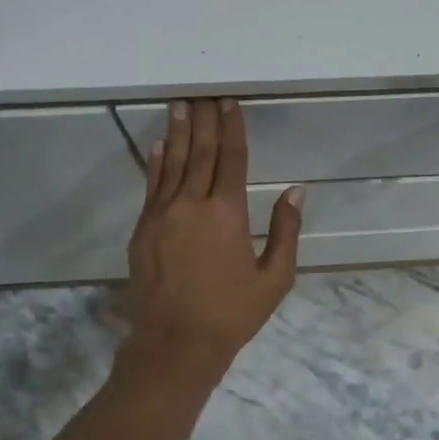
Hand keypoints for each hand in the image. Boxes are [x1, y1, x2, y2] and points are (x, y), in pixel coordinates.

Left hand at [126, 99, 303, 375]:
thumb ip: (285, 231)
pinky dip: (157, 163)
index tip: (230, 103)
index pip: (231, 158)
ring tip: (180, 106)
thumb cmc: (232, 313)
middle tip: (205, 95)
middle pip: (201, 152)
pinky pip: (152, 186)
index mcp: (227, 212)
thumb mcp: (274, 278)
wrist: (175, 344)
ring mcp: (162, 215)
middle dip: (205, 121)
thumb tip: (296, 191)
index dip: (232, 128)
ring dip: (179, 132)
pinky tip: (160, 145)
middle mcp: (192, 204)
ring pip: (173, 163)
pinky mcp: (143, 230)